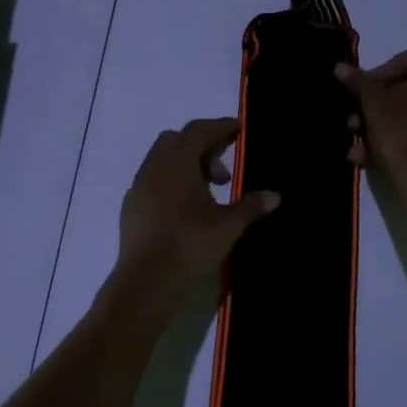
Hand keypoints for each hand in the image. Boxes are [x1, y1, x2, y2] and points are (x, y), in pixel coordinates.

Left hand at [117, 117, 279, 295]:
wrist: (146, 280)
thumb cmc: (189, 244)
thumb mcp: (228, 226)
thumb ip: (251, 206)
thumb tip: (274, 195)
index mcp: (177, 162)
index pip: (199, 131)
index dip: (221, 127)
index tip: (239, 129)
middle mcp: (154, 167)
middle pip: (177, 140)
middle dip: (203, 147)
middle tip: (223, 175)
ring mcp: (138, 187)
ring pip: (162, 161)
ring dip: (186, 166)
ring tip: (208, 194)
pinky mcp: (131, 207)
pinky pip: (153, 181)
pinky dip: (171, 183)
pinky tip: (184, 210)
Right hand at [337, 50, 406, 204]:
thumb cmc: (402, 135)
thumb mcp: (373, 105)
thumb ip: (358, 83)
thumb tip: (340, 67)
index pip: (404, 60)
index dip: (376, 74)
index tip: (357, 94)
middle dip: (375, 108)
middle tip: (355, 124)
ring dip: (383, 130)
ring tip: (361, 150)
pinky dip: (402, 145)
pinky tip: (378, 162)